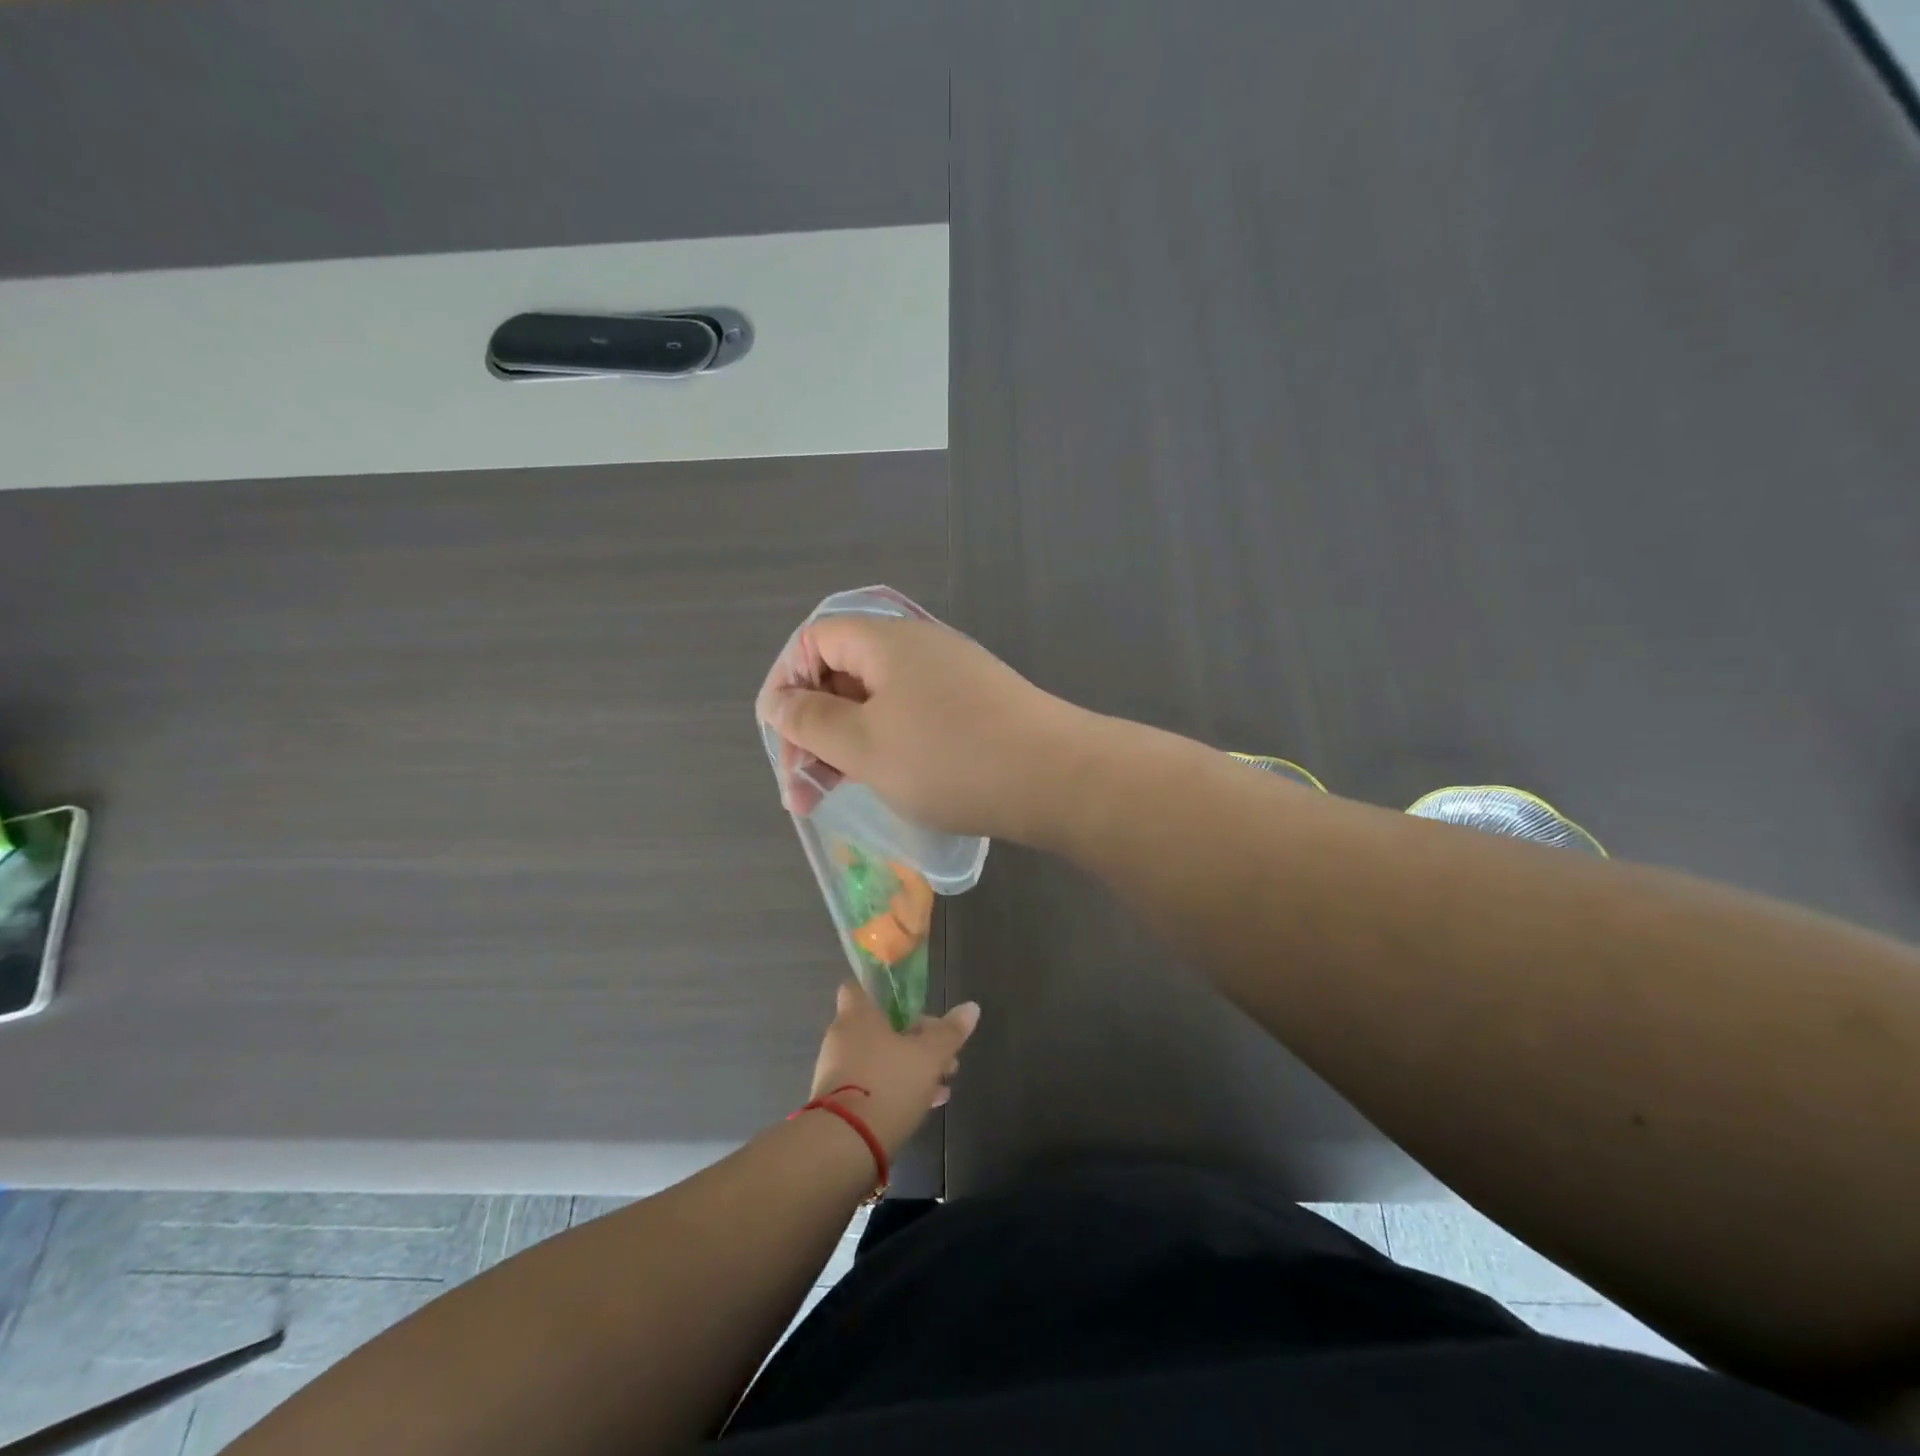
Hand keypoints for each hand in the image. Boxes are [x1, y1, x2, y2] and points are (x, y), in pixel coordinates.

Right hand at [757, 612, 1086, 842]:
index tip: (782, 736)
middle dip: (813, 726)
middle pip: (844, 672)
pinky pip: (912, 716)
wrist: (1057, 778)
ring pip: (877, 701)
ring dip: (846, 744)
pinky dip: (886, 745)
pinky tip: (882, 782)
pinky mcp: (973, 706)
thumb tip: (777, 702)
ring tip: (829, 795)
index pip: (816, 640)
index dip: (787, 682)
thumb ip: (810, 721)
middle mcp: (918, 647)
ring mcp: (950, 676)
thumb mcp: (864, 744)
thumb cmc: (949, 759)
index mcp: (885, 641)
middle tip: (802, 785)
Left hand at [810, 981, 980, 1156]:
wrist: (845, 1146)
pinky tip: (925, 1105)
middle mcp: (842, 1037)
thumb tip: (971, 1007)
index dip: (884, 993)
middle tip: (943, 1055)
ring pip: (878, 1059)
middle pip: (880, 1027)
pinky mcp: (837, 1103)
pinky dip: (894, 1090)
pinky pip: (870, 1086)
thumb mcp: (929, 1056)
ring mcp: (836, 1071)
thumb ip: (950, 1032)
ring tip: (942, 1085)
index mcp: (857, 1015)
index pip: (860, 988)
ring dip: (909, 1067)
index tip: (910, 1007)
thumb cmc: (888, 1084)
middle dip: (914, 1039)